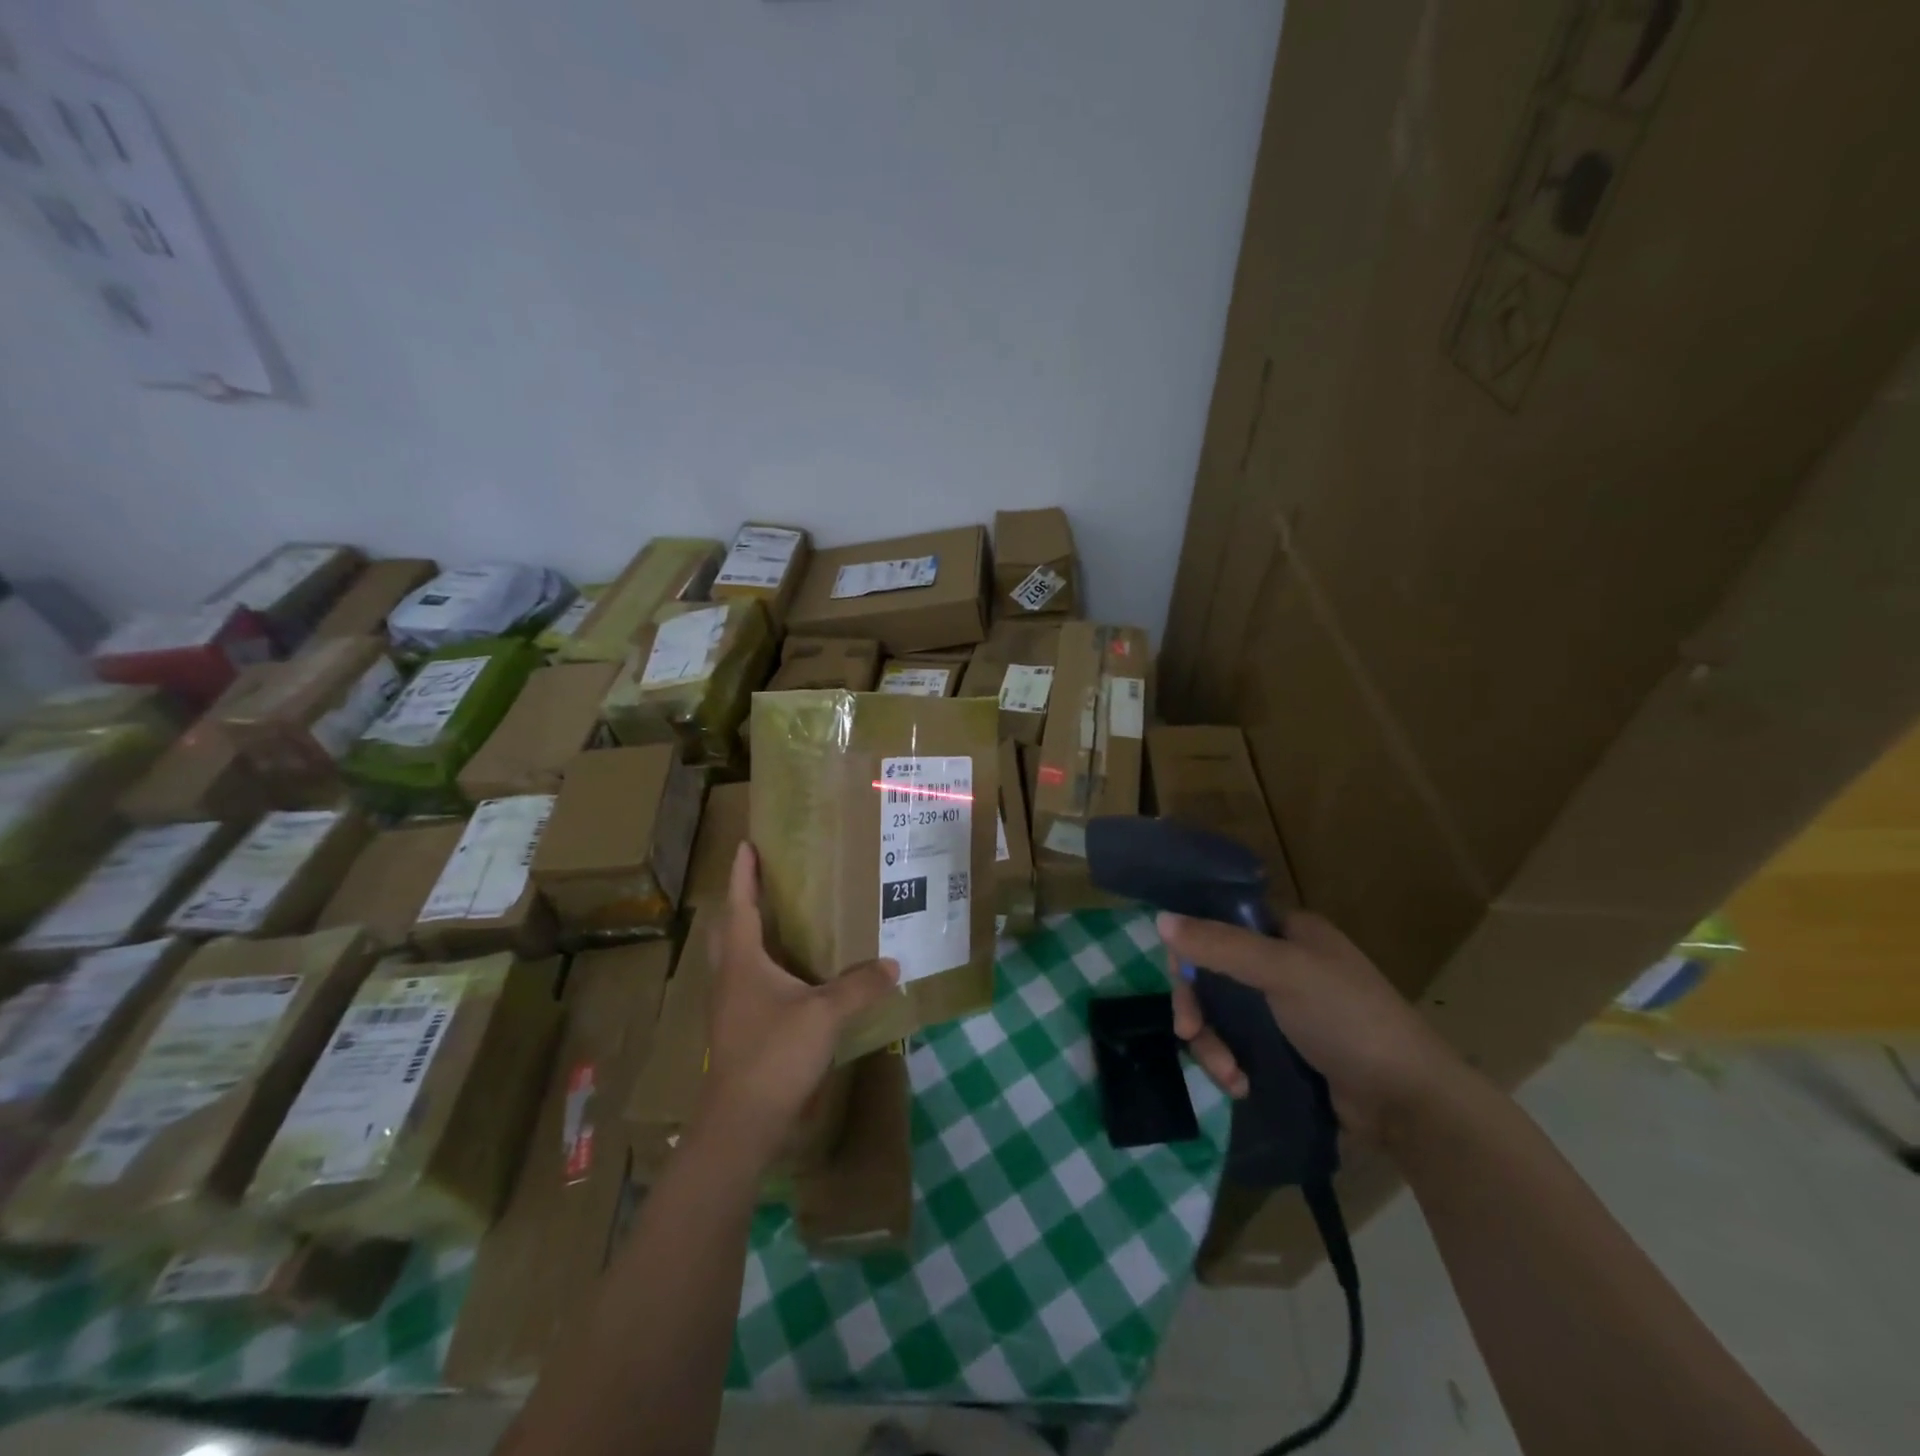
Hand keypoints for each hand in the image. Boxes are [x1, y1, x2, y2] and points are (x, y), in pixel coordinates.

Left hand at [704, 843, 898, 1159]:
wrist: (743, 1122)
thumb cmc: (775, 1053)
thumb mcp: (826, 1014)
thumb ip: (859, 985)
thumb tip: (892, 963)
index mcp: (742, 960)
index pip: (740, 904)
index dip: (744, 873)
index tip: (746, 844)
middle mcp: (730, 977)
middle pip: (729, 928)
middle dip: (742, 900)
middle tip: (764, 879)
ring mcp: (730, 1006)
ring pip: (736, 957)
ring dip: (751, 933)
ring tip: (780, 919)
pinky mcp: (739, 1029)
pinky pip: (749, 983)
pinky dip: (764, 966)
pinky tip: (791, 976)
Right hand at [1158, 909, 1468, 1144]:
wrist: (1409, 1103)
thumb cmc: (1348, 1020)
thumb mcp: (1284, 972)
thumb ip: (1220, 945)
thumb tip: (1159, 921)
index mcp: (1289, 931)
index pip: (1220, 922)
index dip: (1191, 945)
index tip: (1178, 979)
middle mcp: (1283, 962)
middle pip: (1213, 971)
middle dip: (1198, 1007)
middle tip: (1188, 1034)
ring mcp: (1284, 1007)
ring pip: (1220, 1012)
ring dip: (1213, 1043)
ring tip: (1227, 1075)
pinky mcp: (1285, 1048)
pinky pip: (1237, 1043)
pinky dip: (1230, 1062)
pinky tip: (1239, 1085)